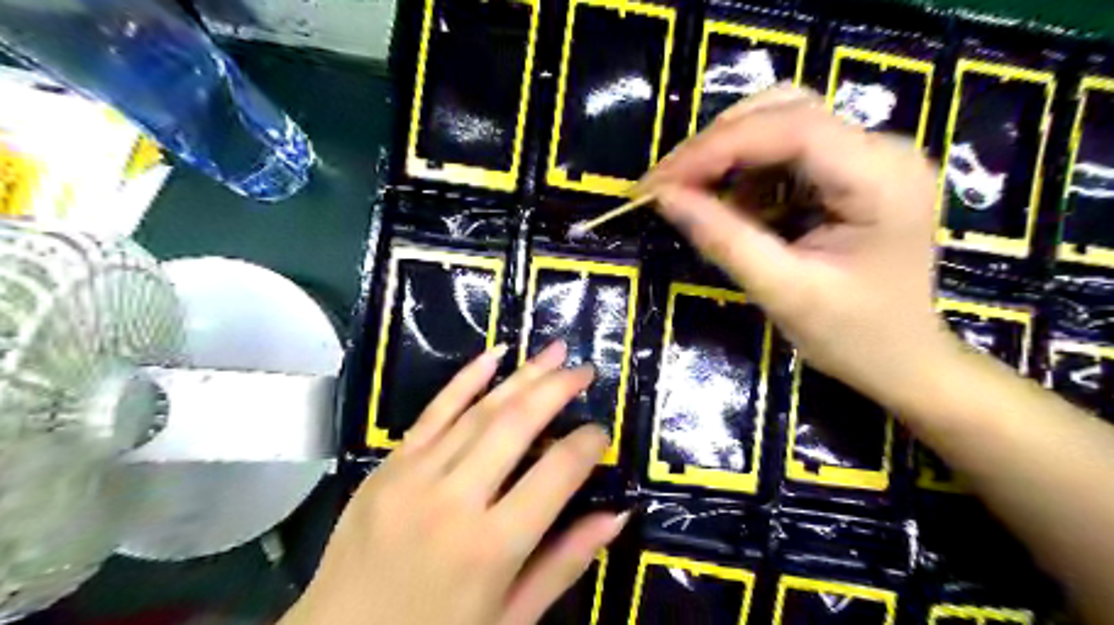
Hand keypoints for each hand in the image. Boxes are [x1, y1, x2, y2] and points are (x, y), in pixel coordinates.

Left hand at [282, 341, 629, 624]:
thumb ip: (565, 563)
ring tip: (554, 351)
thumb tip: (617, 515)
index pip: (556, 473)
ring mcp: (415, 475)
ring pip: (480, 410)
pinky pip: (433, 412)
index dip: (587, 445)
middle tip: (585, 370)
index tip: (601, 432)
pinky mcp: (388, 465)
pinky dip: (466, 379)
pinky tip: (494, 354)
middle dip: (557, 389)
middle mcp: (455, 500)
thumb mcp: (510, 618)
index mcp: (492, 546)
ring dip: (522, 375)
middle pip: (517, 425)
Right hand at [645, 86, 947, 400]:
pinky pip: (786, 151)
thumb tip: (663, 197)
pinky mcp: (851, 171)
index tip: (658, 182)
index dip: (715, 147)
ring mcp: (868, 155)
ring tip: (692, 196)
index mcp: (880, 177)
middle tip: (668, 185)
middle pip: (785, 110)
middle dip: (717, 144)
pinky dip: (746, 172)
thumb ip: (723, 240)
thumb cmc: (853, 335)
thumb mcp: (782, 291)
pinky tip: (730, 205)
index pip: (790, 129)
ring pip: (781, 121)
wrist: (902, 359)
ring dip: (728, 155)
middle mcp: (881, 148)